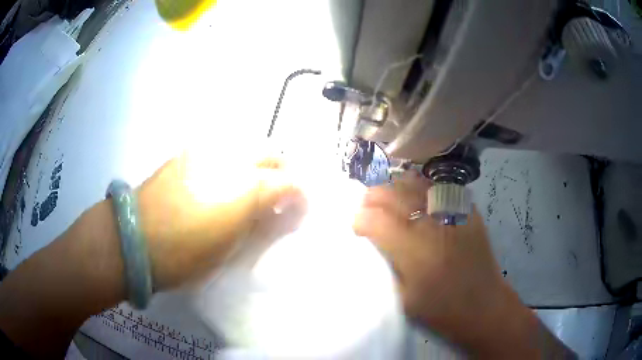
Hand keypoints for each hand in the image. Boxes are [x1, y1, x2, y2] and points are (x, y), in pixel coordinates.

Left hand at [136, 151, 305, 290]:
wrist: (135, 239)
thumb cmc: (185, 255)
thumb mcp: (231, 250)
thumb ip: (262, 227)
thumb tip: (281, 214)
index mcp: (247, 188)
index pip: (291, 183)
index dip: (301, 198)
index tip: (297, 213)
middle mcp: (232, 160)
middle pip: (272, 155)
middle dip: (282, 174)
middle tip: (276, 197)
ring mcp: (207, 151)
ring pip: (247, 147)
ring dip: (257, 166)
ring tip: (247, 190)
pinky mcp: (187, 152)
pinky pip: (221, 150)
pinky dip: (231, 163)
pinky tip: (219, 182)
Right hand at [353, 172, 534, 354]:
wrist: (484, 305)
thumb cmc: (441, 309)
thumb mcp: (402, 298)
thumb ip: (385, 265)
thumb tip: (371, 241)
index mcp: (414, 250)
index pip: (375, 219)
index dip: (359, 219)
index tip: (357, 228)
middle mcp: (432, 223)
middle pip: (392, 194)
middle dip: (372, 198)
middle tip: (367, 210)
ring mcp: (453, 211)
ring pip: (414, 183)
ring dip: (394, 188)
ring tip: (387, 199)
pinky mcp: (467, 210)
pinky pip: (437, 188)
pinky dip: (419, 188)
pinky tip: (414, 198)